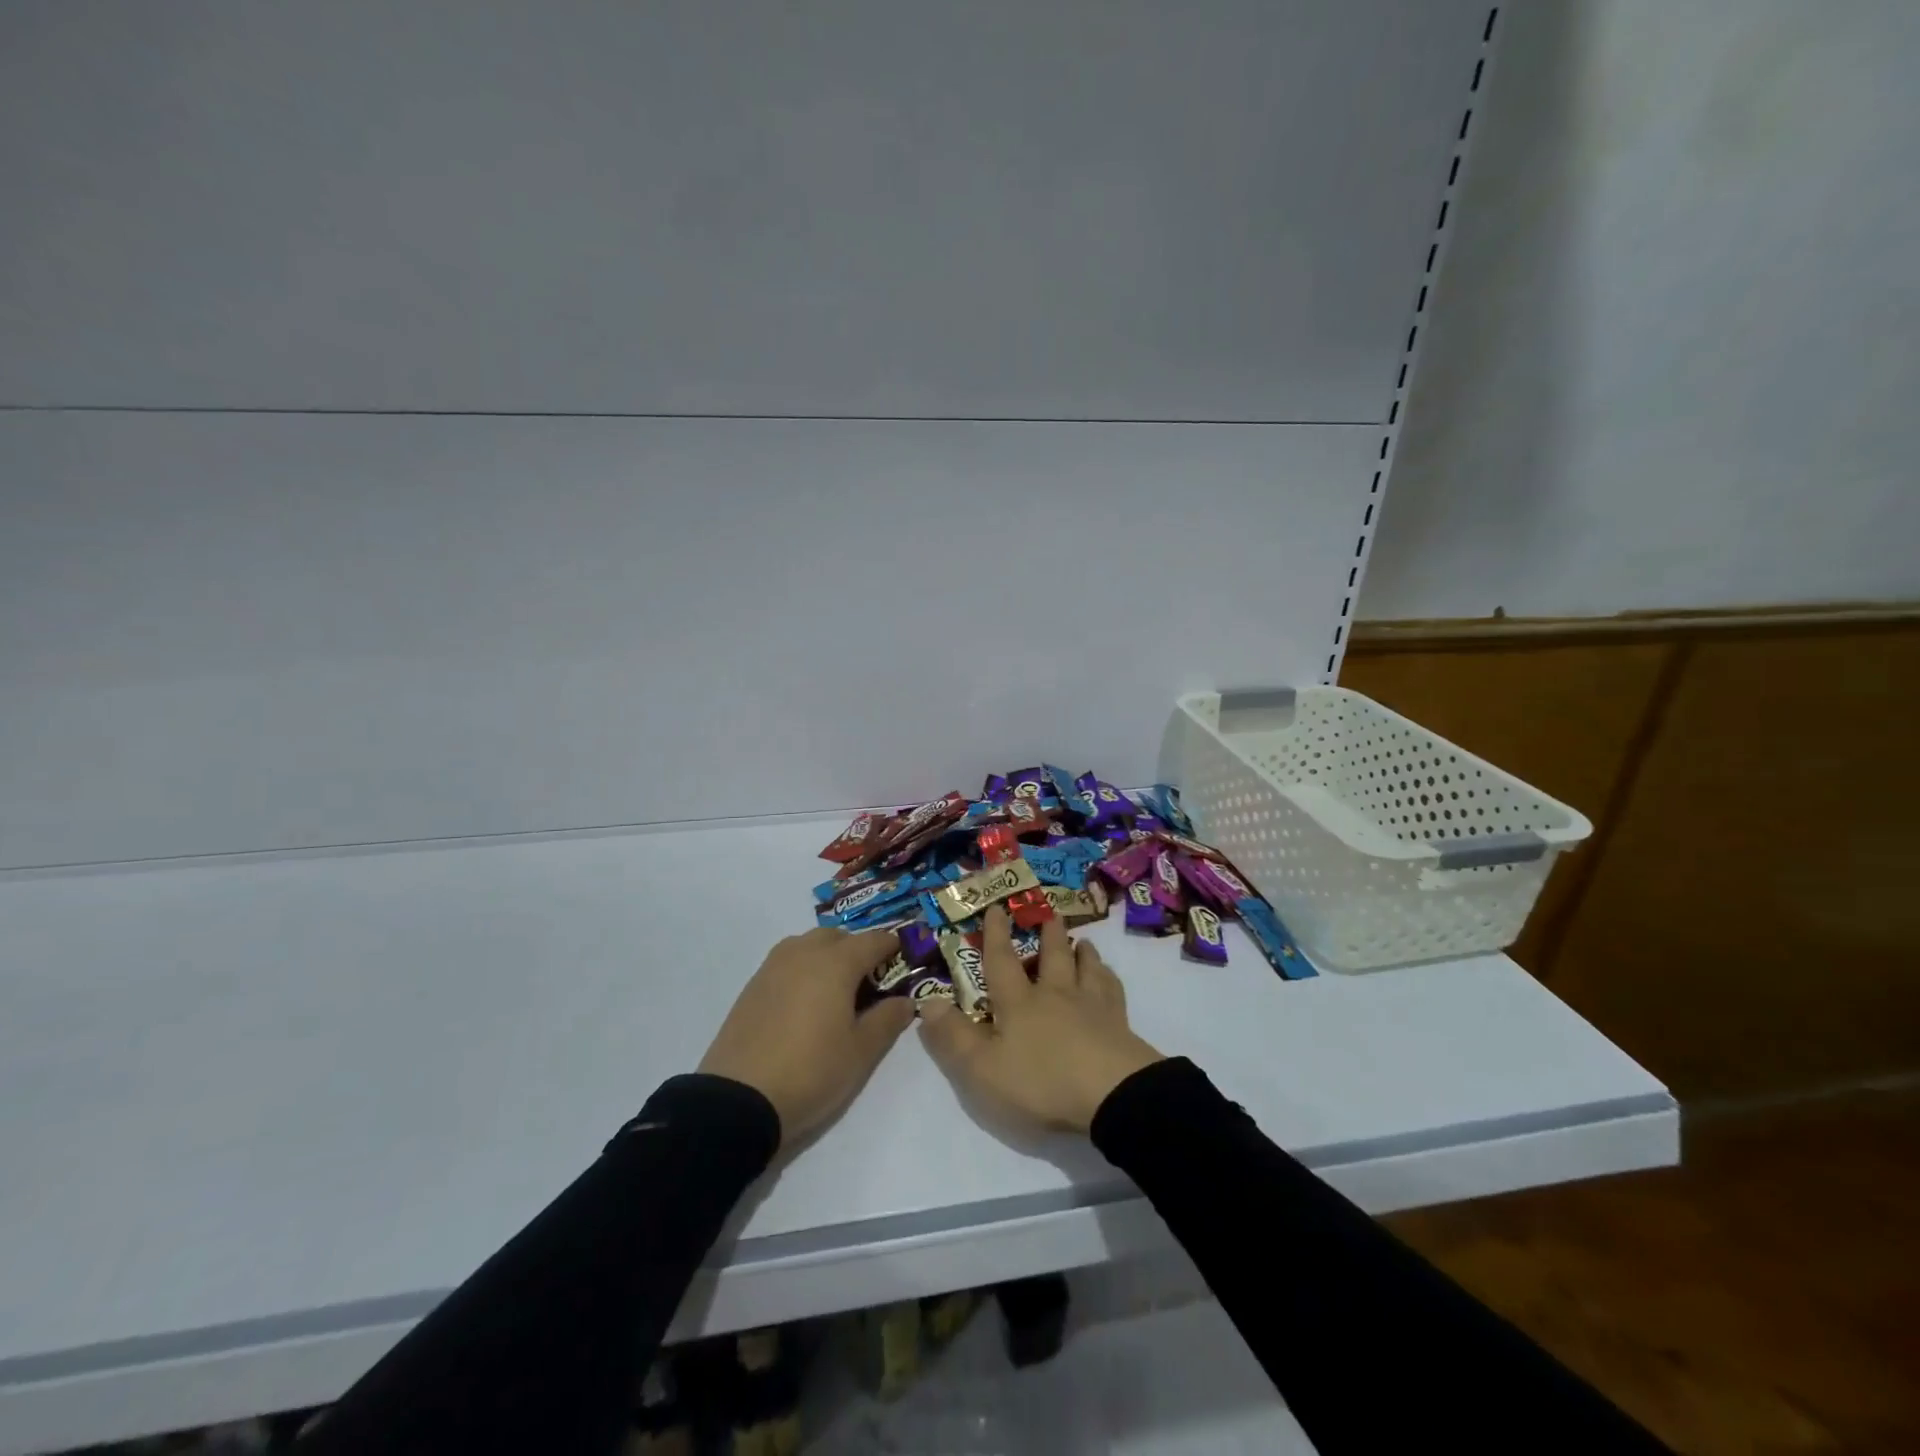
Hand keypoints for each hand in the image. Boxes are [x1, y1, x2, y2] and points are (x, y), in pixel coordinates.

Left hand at [698, 927, 914, 1148]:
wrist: (738, 1100)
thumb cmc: (811, 1071)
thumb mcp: (861, 1052)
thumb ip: (887, 1020)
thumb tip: (905, 1000)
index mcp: (836, 962)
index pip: (873, 940)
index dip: (892, 947)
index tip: (904, 961)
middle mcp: (804, 952)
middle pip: (838, 936)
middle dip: (858, 950)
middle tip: (870, 982)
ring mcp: (773, 966)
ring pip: (809, 945)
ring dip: (827, 956)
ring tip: (836, 991)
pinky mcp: (752, 985)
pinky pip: (787, 962)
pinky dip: (803, 969)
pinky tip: (805, 1002)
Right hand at [920, 905, 1164, 1133]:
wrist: (1113, 1095)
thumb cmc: (1041, 1082)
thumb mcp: (982, 1069)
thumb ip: (953, 1037)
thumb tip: (926, 1002)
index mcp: (1019, 1003)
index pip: (1002, 962)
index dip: (995, 935)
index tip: (997, 907)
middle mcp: (1055, 995)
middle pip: (1052, 956)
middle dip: (1047, 933)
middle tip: (1048, 912)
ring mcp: (1092, 1007)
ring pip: (1087, 968)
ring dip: (1082, 952)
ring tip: (1083, 940)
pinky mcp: (1120, 1025)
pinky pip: (1114, 991)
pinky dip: (1110, 978)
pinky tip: (1110, 977)